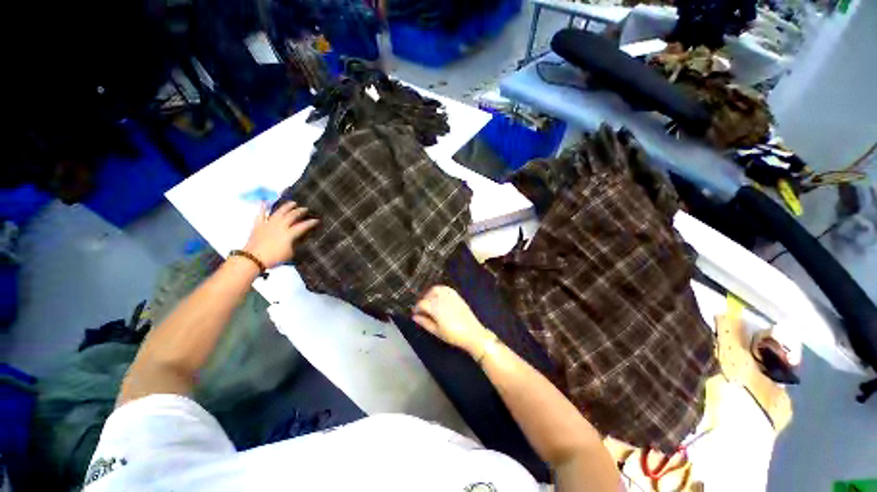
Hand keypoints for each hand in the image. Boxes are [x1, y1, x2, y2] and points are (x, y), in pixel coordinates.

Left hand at [243, 202, 318, 268]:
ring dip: (286, 206)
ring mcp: (269, 224)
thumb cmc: (274, 258)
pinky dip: (263, 207)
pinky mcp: (259, 225)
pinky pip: (261, 214)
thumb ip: (295, 244)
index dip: (311, 222)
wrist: (253, 259)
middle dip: (300, 211)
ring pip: (279, 212)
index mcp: (289, 234)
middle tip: (305, 209)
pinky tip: (265, 201)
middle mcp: (280, 226)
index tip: (316, 220)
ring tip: (292, 203)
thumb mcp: (290, 253)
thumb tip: (298, 239)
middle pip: (292, 216)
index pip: (303, 226)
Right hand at [412, 286, 493, 355]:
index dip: (416, 308)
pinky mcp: (457, 296)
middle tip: (422, 309)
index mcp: (436, 308)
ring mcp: (450, 296)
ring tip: (430, 302)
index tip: (415, 314)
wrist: (473, 333)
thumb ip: (424, 322)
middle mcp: (442, 299)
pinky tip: (439, 297)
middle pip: (428, 295)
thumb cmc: (453, 335)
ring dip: (430, 293)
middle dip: (423, 301)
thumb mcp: (436, 332)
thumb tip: (415, 317)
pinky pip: (446, 288)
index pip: (422, 303)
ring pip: (436, 289)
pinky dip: (440, 290)